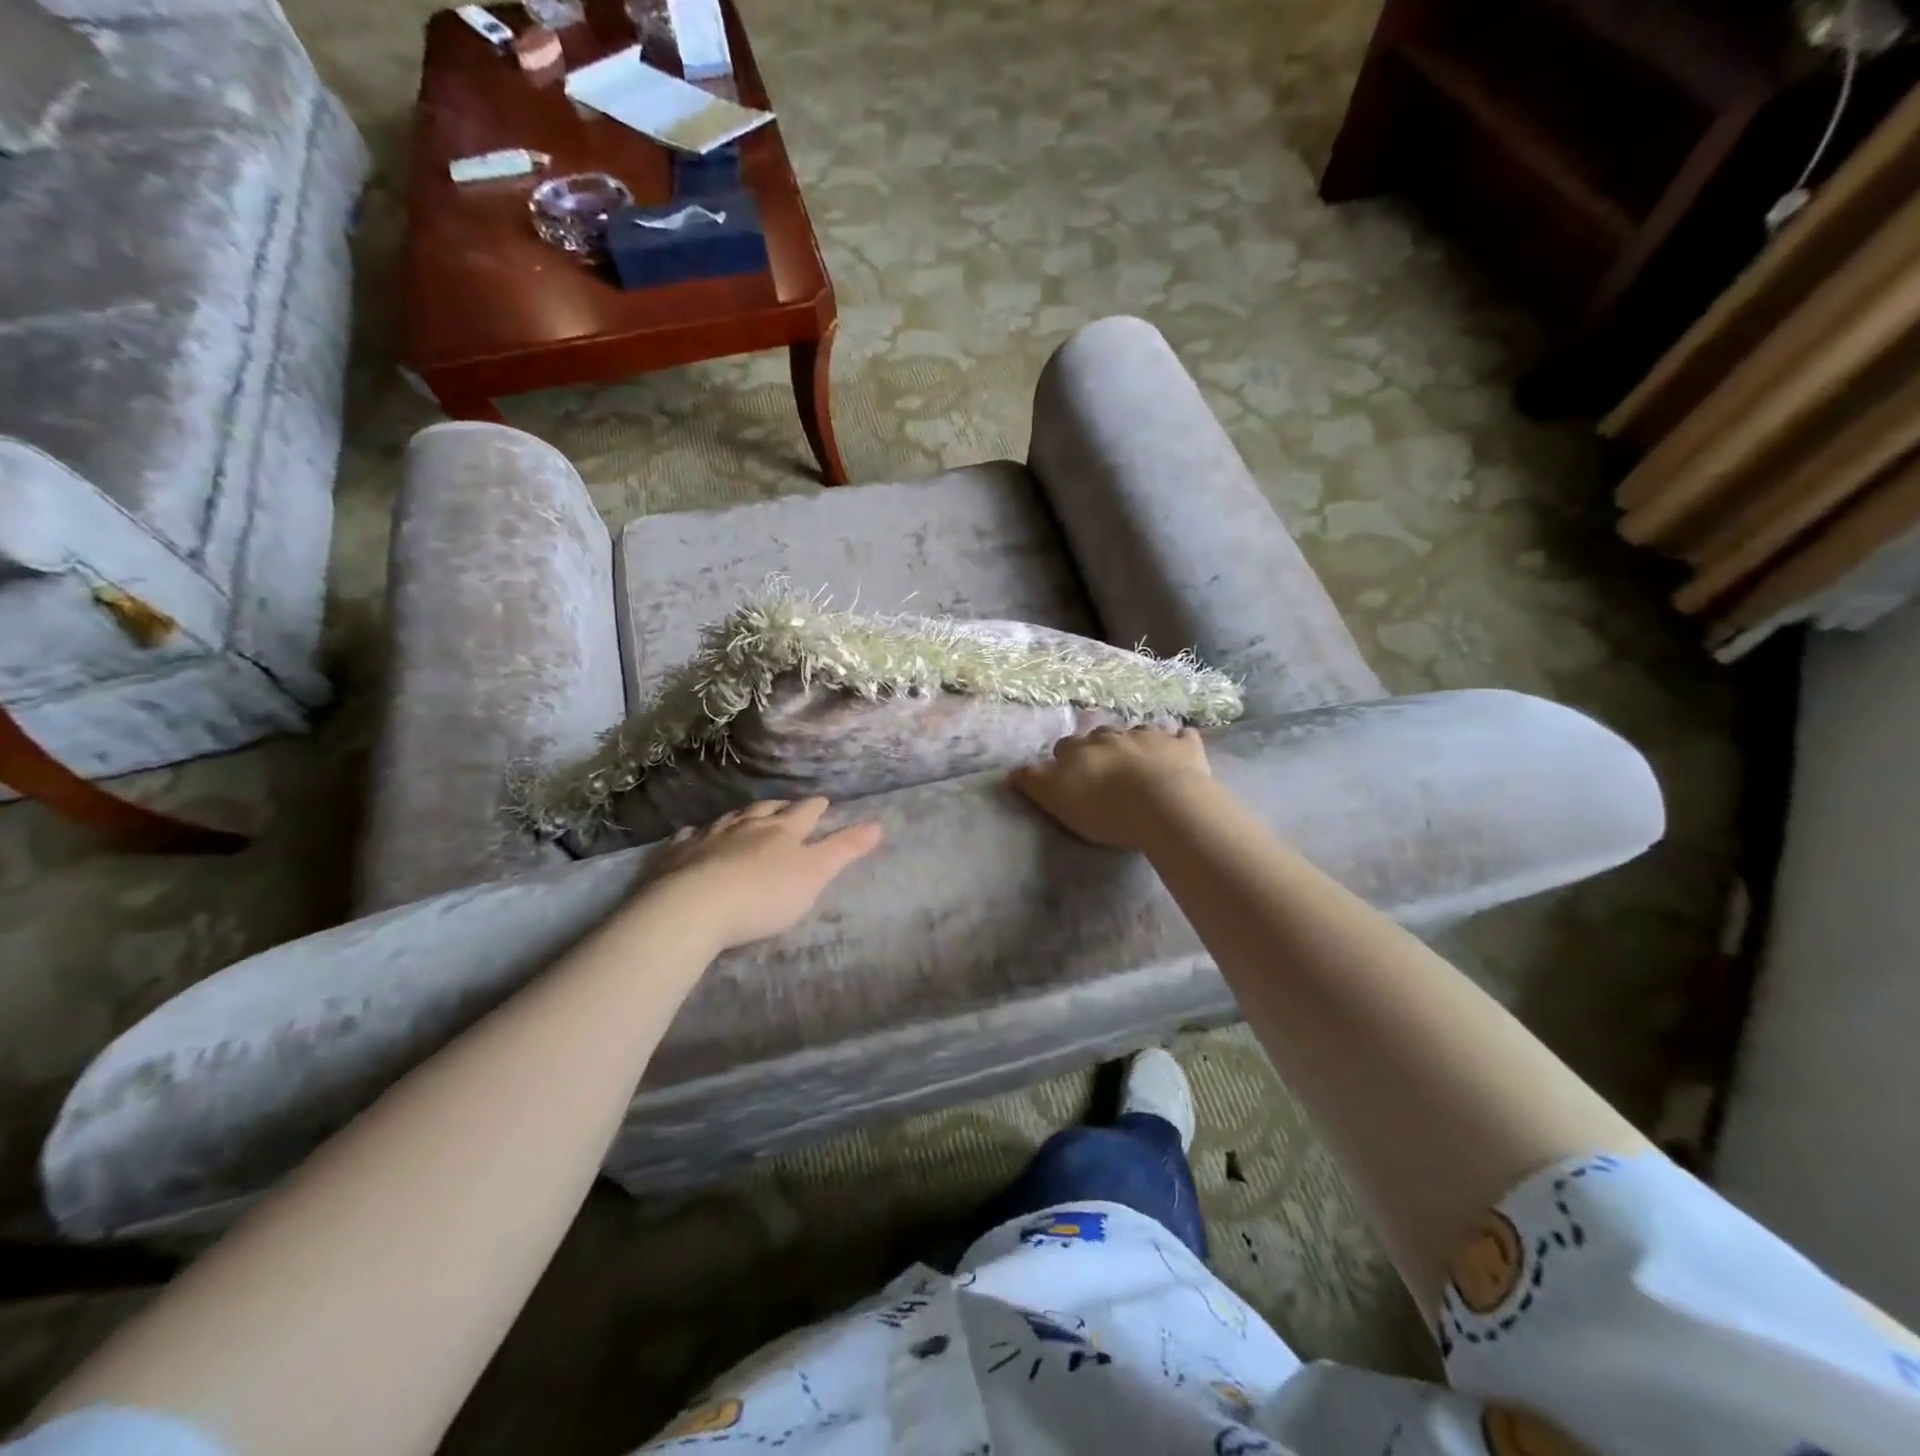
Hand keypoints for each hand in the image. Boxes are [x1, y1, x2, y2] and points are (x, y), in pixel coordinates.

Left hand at [647, 798, 883, 949]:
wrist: (694, 906)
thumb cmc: (764, 894)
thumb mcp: (815, 874)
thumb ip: (845, 849)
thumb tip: (878, 824)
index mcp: (782, 831)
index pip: (805, 813)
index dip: (816, 807)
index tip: (823, 800)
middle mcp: (746, 826)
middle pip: (766, 810)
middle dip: (779, 807)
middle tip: (786, 805)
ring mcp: (710, 837)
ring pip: (730, 819)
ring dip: (741, 816)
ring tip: (746, 815)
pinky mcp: (678, 854)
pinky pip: (689, 837)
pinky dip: (696, 834)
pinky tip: (694, 834)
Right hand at [1011, 724, 1212, 849]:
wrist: (1164, 804)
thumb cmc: (1105, 808)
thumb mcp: (1056, 799)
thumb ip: (1034, 782)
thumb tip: (1014, 769)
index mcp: (1080, 748)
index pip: (1065, 747)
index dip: (1066, 760)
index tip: (1070, 776)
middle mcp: (1113, 734)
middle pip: (1101, 736)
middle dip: (1101, 748)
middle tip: (1106, 771)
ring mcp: (1151, 736)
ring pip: (1140, 732)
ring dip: (1138, 743)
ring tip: (1141, 763)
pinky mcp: (1185, 746)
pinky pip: (1182, 736)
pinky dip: (1179, 741)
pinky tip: (1181, 750)